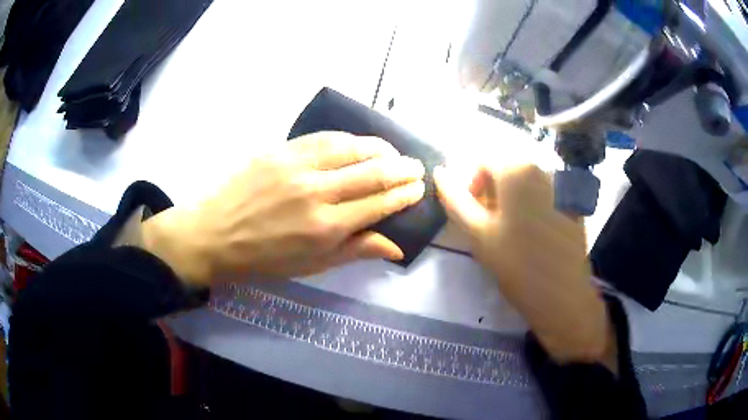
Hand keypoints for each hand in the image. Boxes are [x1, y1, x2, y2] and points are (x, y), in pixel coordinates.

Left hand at [142, 132, 424, 285]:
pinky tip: (360, 143)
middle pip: (373, 172)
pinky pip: (324, 137)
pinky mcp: (281, 150)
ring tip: (394, 152)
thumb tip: (397, 245)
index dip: (404, 194)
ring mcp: (297, 166)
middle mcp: (317, 192)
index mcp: (325, 227)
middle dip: (402, 169)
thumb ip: (356, 250)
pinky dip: (349, 139)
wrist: (214, 234)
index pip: (379, 202)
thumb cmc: (264, 258)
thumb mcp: (312, 265)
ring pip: (352, 148)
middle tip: (417, 167)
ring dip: (381, 148)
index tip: (419, 188)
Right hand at [434, 164, 611, 365]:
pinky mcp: (572, 204)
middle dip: (491, 191)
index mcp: (518, 171)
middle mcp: (542, 169)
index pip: (484, 160)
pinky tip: (533, 233)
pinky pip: (544, 194)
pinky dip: (532, 205)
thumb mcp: (478, 233)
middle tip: (488, 224)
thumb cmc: (517, 265)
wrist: (562, 295)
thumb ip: (455, 200)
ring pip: (525, 182)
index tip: (471, 212)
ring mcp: (561, 186)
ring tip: (509, 231)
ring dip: (511, 199)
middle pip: (506, 169)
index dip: (471, 183)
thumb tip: (440, 173)